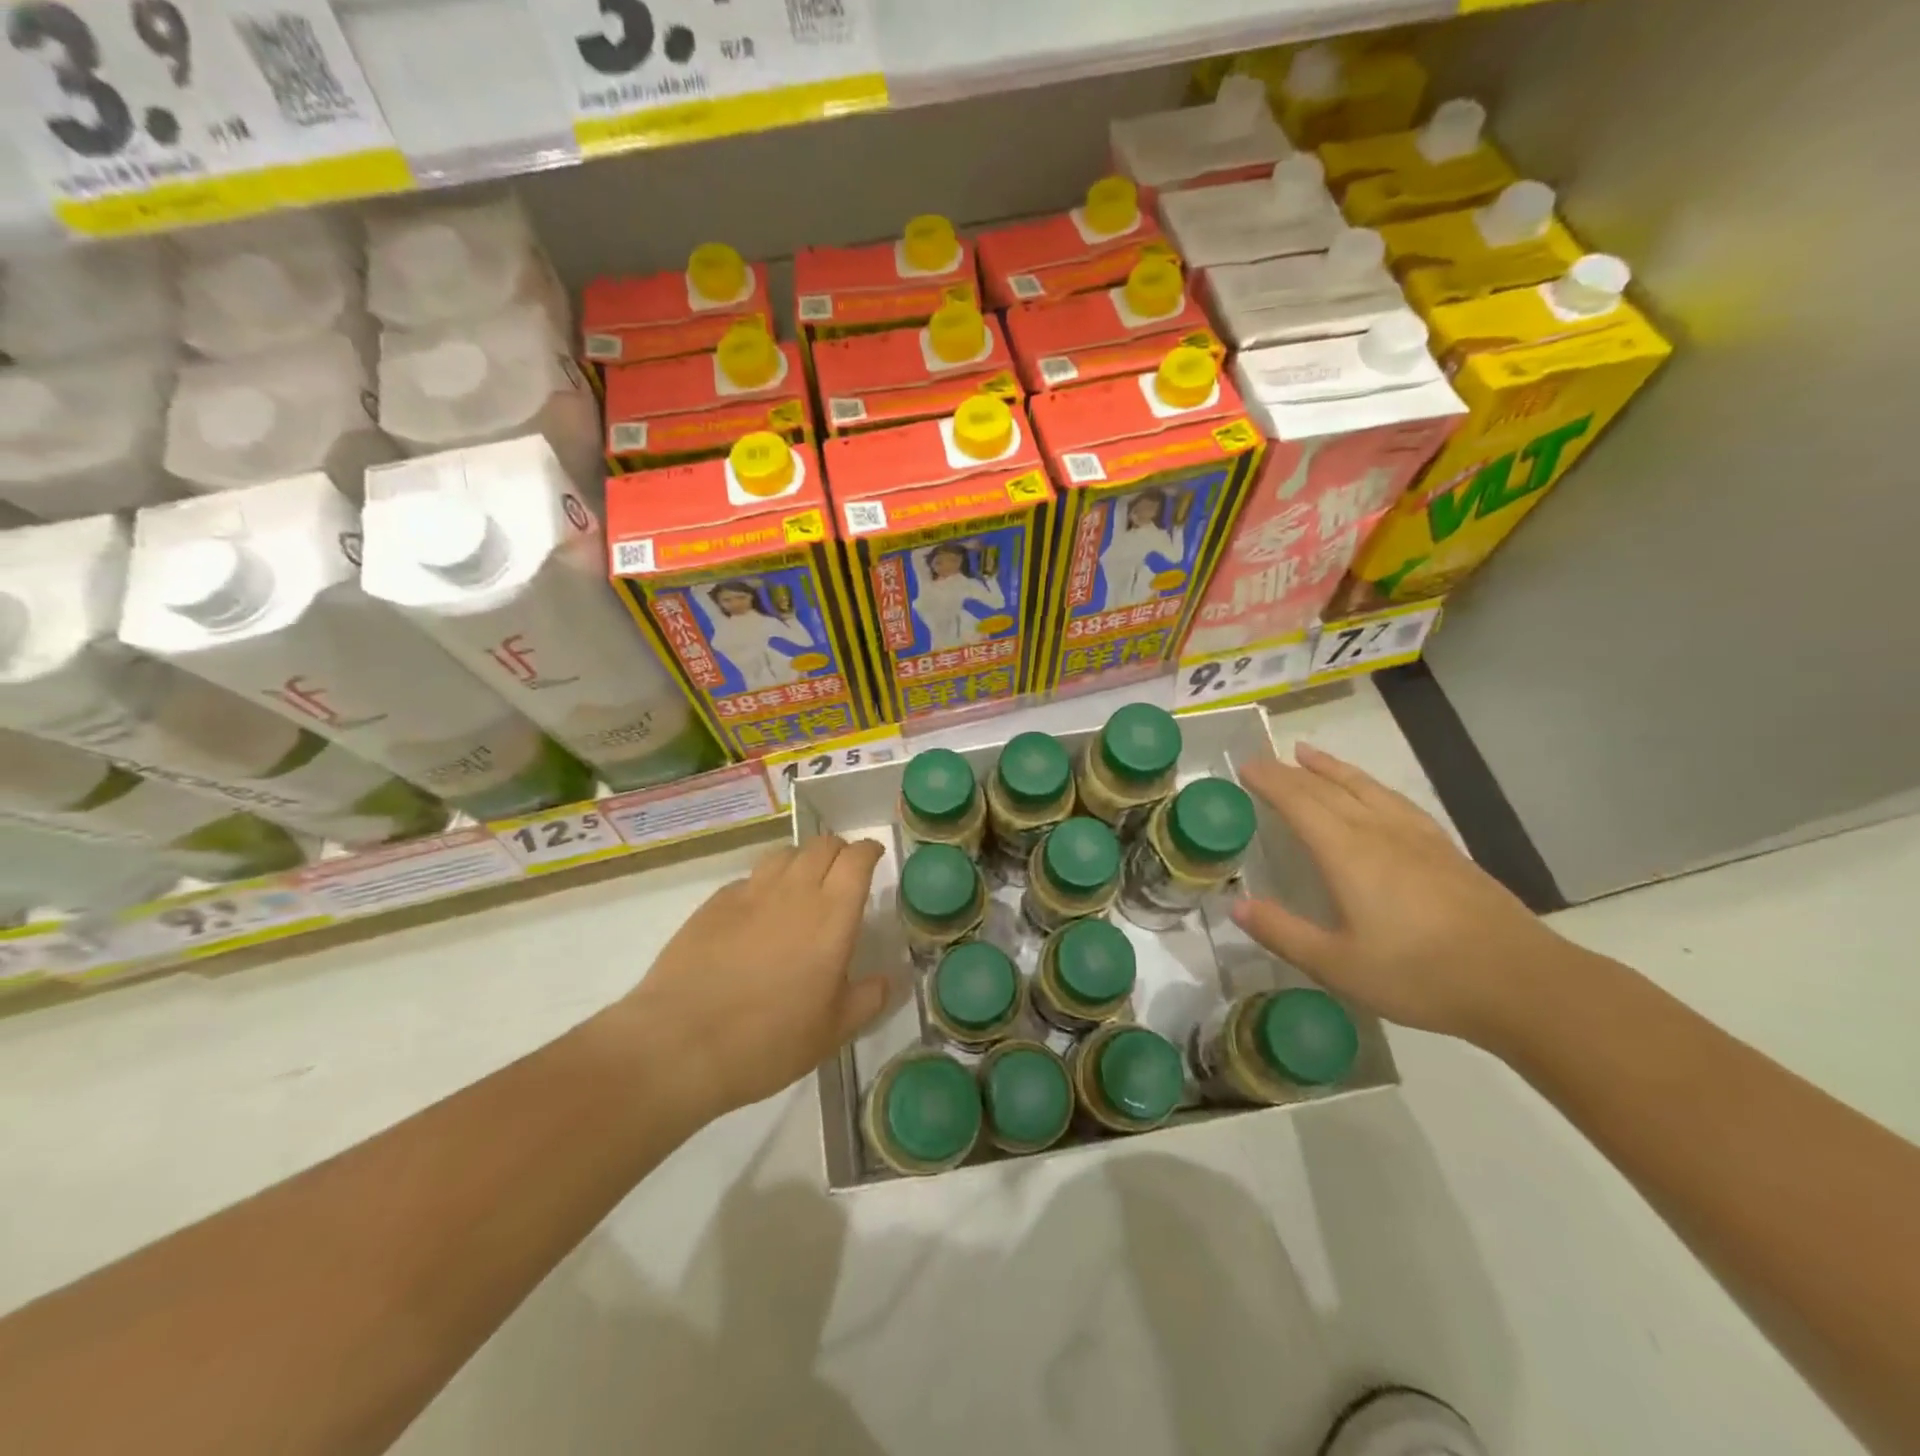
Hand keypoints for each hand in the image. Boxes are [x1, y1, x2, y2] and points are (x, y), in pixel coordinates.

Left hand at [626, 835, 888, 1118]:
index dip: (869, 851)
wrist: (680, 1043)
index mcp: (832, 915)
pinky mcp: (714, 904)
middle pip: (822, 845)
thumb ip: (868, 999)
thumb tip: (888, 979)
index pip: (857, 859)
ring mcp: (751, 893)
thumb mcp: (833, 1032)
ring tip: (803, 886)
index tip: (875, 857)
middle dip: (839, 851)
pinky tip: (759, 911)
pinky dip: (765, 883)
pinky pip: (750, 878)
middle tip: (843, 874)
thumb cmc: (769, 1040)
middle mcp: (794, 891)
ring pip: (785, 854)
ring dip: (802, 861)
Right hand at [1232, 743, 1565, 1044]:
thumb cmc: (1420, 975)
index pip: (1299, 802)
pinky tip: (1372, 792)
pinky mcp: (1444, 849)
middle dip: (1290, 772)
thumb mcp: (1337, 965)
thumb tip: (1236, 904)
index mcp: (1347, 853)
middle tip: (1263, 759)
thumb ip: (1283, 932)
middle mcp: (1378, 832)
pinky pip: (1394, 801)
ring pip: (1364, 788)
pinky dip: (1370, 786)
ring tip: (1307, 753)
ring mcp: (1416, 837)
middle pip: (1327, 789)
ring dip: (1331, 768)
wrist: (1521, 982)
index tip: (1244, 765)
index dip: (1269, 781)